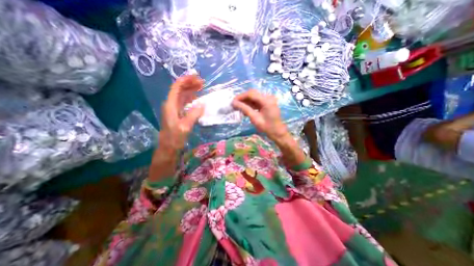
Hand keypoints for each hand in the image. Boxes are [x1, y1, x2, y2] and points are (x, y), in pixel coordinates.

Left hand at [159, 75, 203, 151]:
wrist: (169, 147)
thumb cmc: (175, 138)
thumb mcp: (185, 126)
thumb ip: (194, 114)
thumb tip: (203, 104)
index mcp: (170, 105)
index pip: (176, 87)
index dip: (186, 80)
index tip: (197, 77)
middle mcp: (171, 104)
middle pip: (180, 89)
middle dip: (190, 84)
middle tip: (202, 83)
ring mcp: (174, 109)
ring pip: (182, 95)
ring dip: (191, 90)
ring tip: (201, 88)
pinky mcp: (177, 113)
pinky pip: (184, 102)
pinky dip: (191, 98)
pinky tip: (197, 98)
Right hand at [233, 89, 288, 141]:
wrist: (277, 132)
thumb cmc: (267, 127)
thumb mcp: (254, 118)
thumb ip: (244, 109)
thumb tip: (233, 103)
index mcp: (266, 100)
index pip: (251, 94)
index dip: (240, 97)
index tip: (233, 102)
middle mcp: (268, 97)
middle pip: (252, 94)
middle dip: (243, 98)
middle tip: (235, 105)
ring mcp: (268, 99)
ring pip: (254, 97)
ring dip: (246, 101)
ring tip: (238, 108)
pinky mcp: (267, 103)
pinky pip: (257, 101)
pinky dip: (250, 104)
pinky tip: (245, 110)